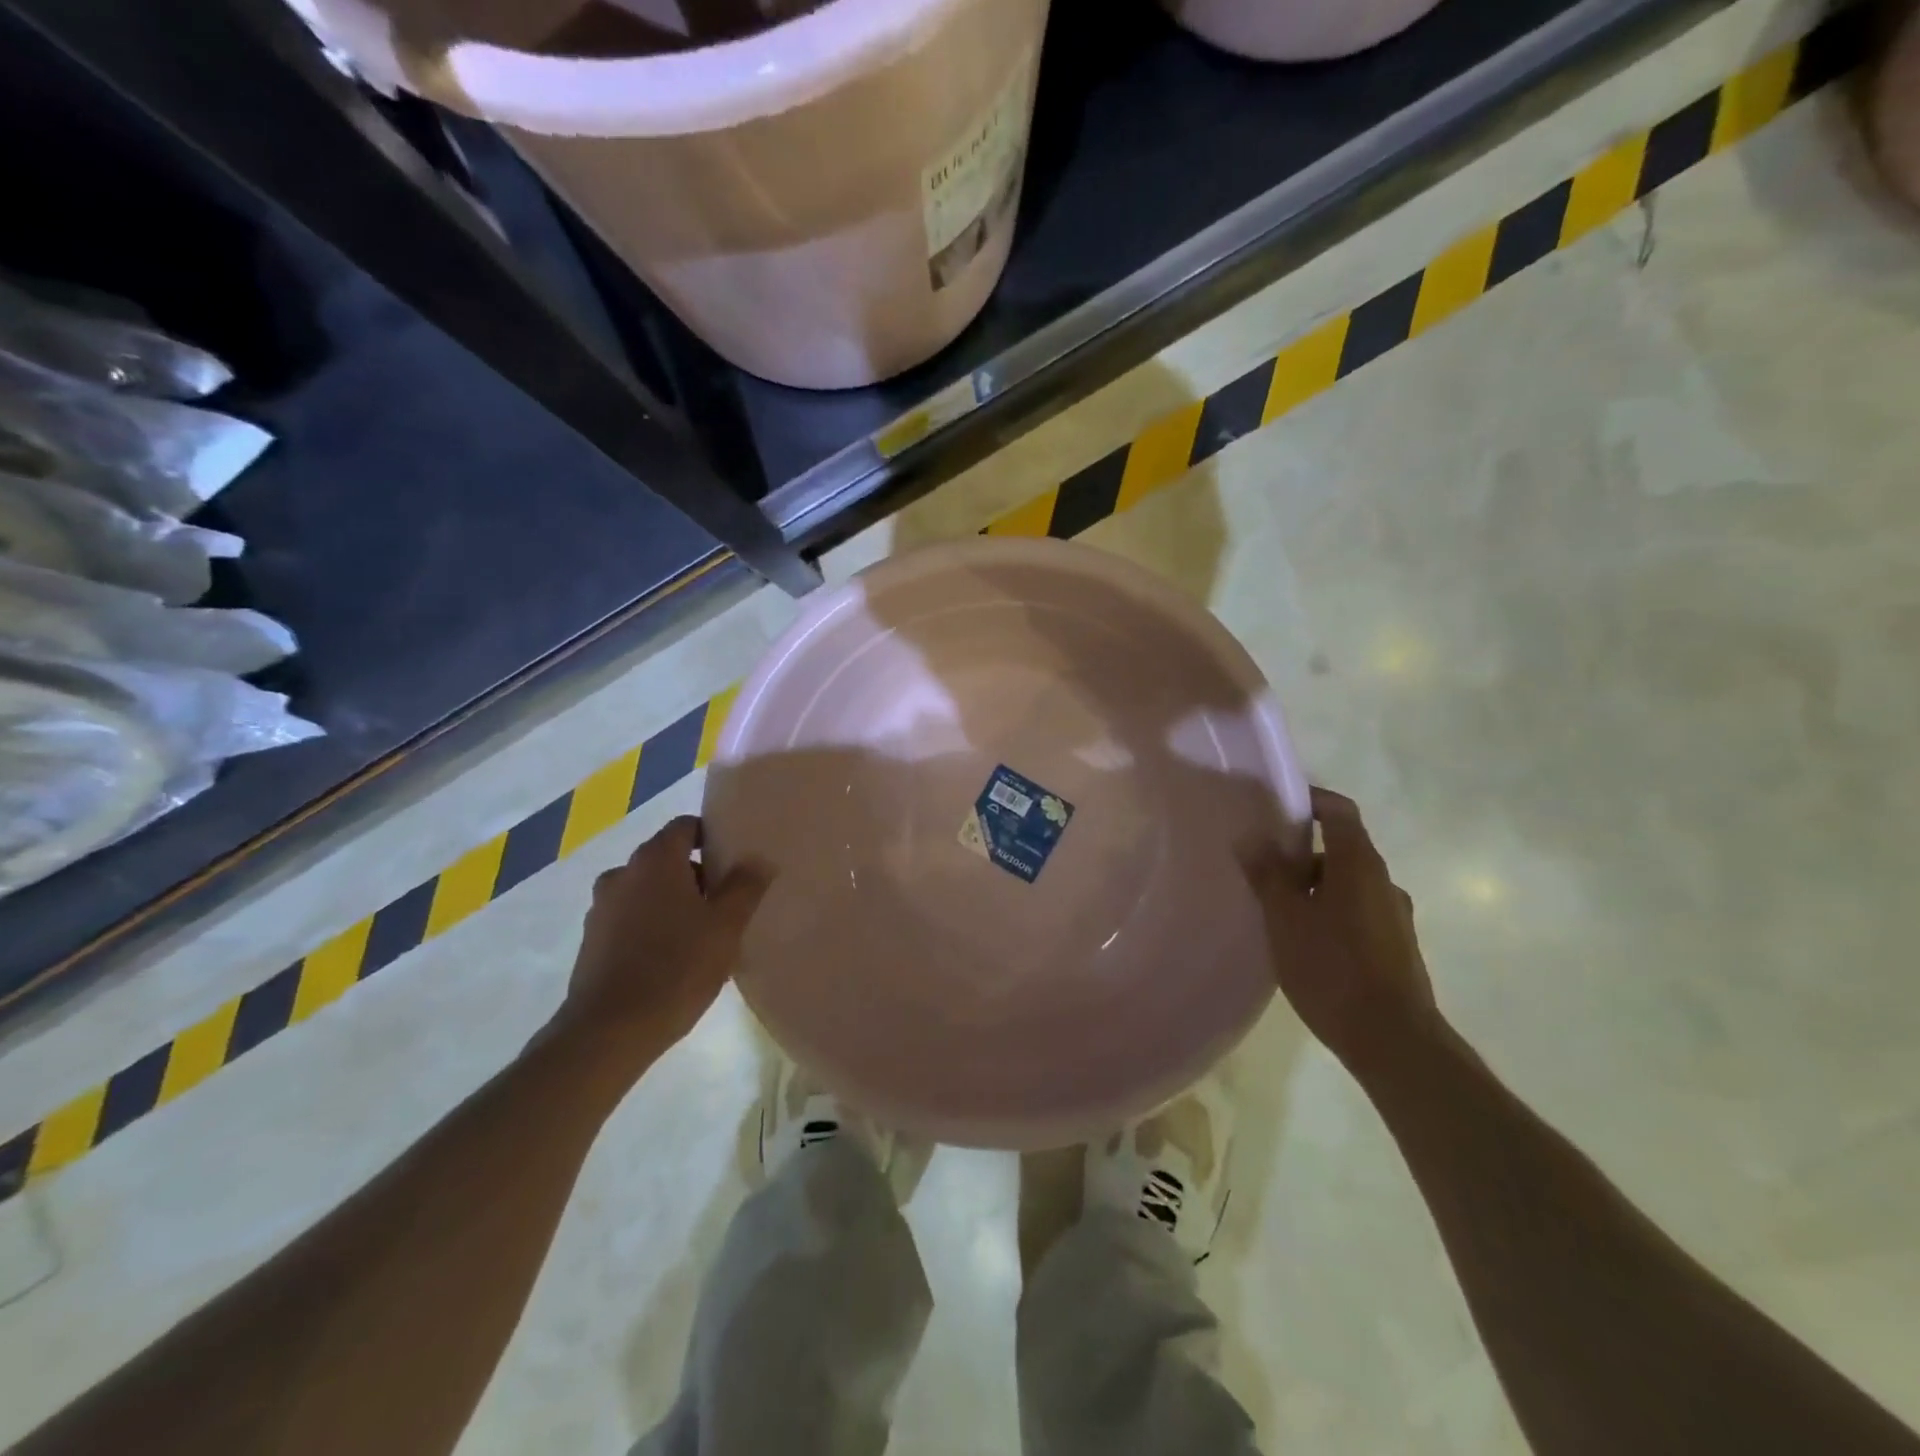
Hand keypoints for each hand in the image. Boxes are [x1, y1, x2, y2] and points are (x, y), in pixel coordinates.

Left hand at [556, 816, 769, 1065]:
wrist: (609, 1031)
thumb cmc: (677, 968)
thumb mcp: (726, 926)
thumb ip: (745, 886)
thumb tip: (759, 858)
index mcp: (655, 860)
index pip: (686, 827)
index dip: (712, 837)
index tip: (734, 862)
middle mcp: (623, 873)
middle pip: (666, 859)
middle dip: (696, 875)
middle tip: (725, 904)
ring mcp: (601, 908)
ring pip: (647, 891)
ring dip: (672, 902)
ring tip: (700, 935)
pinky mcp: (591, 941)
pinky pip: (629, 919)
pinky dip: (650, 926)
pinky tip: (671, 959)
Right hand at [1242, 787, 1439, 1073]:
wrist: (1393, 1040)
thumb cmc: (1332, 968)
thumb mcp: (1285, 918)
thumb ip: (1267, 875)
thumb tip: (1250, 837)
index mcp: (1359, 864)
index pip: (1339, 811)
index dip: (1311, 800)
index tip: (1277, 806)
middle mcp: (1383, 882)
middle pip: (1342, 849)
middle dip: (1302, 852)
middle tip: (1263, 866)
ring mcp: (1395, 917)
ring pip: (1348, 884)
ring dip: (1315, 886)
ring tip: (1278, 910)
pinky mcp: (1396, 948)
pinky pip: (1357, 912)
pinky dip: (1331, 912)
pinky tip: (1306, 942)